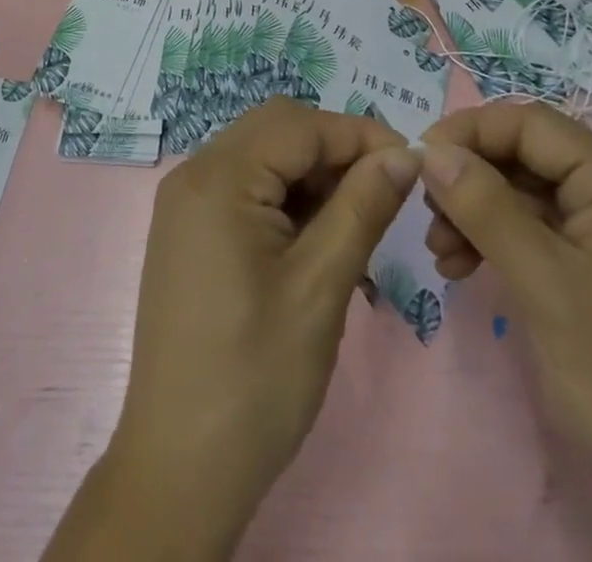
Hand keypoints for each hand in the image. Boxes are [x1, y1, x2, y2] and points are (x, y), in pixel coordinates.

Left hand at [43, 99, 420, 561]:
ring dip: (311, 176)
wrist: (180, 467)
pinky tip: (315, 240)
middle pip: (277, 130)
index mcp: (218, 177)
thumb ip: (362, 207)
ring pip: (262, 156)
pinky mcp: (188, 230)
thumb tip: (403, 154)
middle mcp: (194, 173)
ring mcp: (185, 202)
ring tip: (353, 225)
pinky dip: (284, 199)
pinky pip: (244, 187)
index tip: (411, 166)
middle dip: (334, 151)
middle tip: (381, 195)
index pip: (300, 125)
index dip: (359, 135)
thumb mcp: (321, 286)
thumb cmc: (256, 377)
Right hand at [419, 104, 591, 561]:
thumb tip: (430, 149)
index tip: (417, 162)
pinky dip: (507, 244)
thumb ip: (483, 205)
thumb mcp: (543, 285)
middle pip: (532, 159)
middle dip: (473, 182)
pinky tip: (470, 268)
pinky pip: (552, 235)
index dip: (469, 133)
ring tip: (443, 254)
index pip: (532, 125)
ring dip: (483, 215)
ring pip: (536, 196)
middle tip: (427, 218)